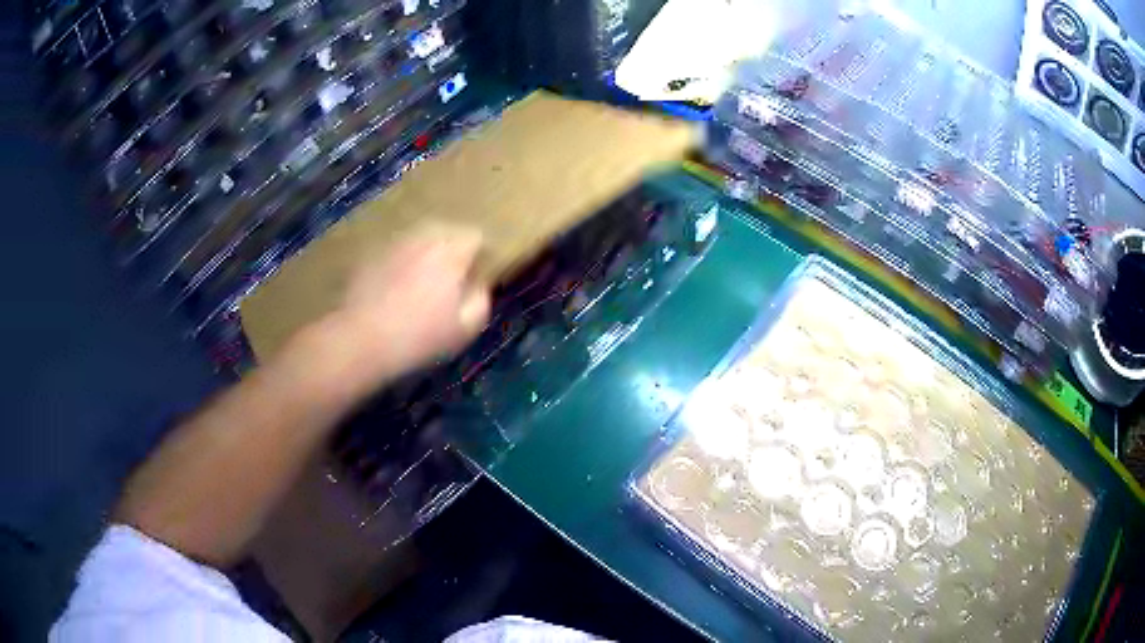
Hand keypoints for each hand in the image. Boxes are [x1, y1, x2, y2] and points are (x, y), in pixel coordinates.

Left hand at [289, 224, 490, 399]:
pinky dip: (401, 260)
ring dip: (426, 252)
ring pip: (419, 238)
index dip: (479, 254)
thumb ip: (479, 301)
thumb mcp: (463, 330)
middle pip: (447, 231)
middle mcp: (422, 238)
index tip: (476, 274)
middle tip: (451, 277)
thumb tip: (479, 286)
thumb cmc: (417, 337)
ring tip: (422, 279)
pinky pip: (396, 250)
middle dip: (453, 248)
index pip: (475, 236)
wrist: (360, 339)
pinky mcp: (370, 254)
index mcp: (450, 252)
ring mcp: (394, 243)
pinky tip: (395, 285)